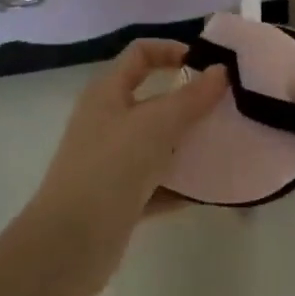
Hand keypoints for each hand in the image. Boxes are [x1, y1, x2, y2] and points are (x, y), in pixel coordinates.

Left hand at [24, 39, 227, 295]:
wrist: (68, 245)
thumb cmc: (110, 168)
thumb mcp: (156, 125)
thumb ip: (191, 98)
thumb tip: (221, 70)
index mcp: (107, 93)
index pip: (140, 54)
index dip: (171, 50)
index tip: (206, 64)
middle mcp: (106, 121)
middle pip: (152, 99)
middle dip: (188, 102)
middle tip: (225, 107)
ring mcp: (110, 161)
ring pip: (156, 143)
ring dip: (188, 144)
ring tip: (226, 146)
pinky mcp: (118, 198)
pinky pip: (156, 183)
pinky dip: (180, 185)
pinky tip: (210, 191)